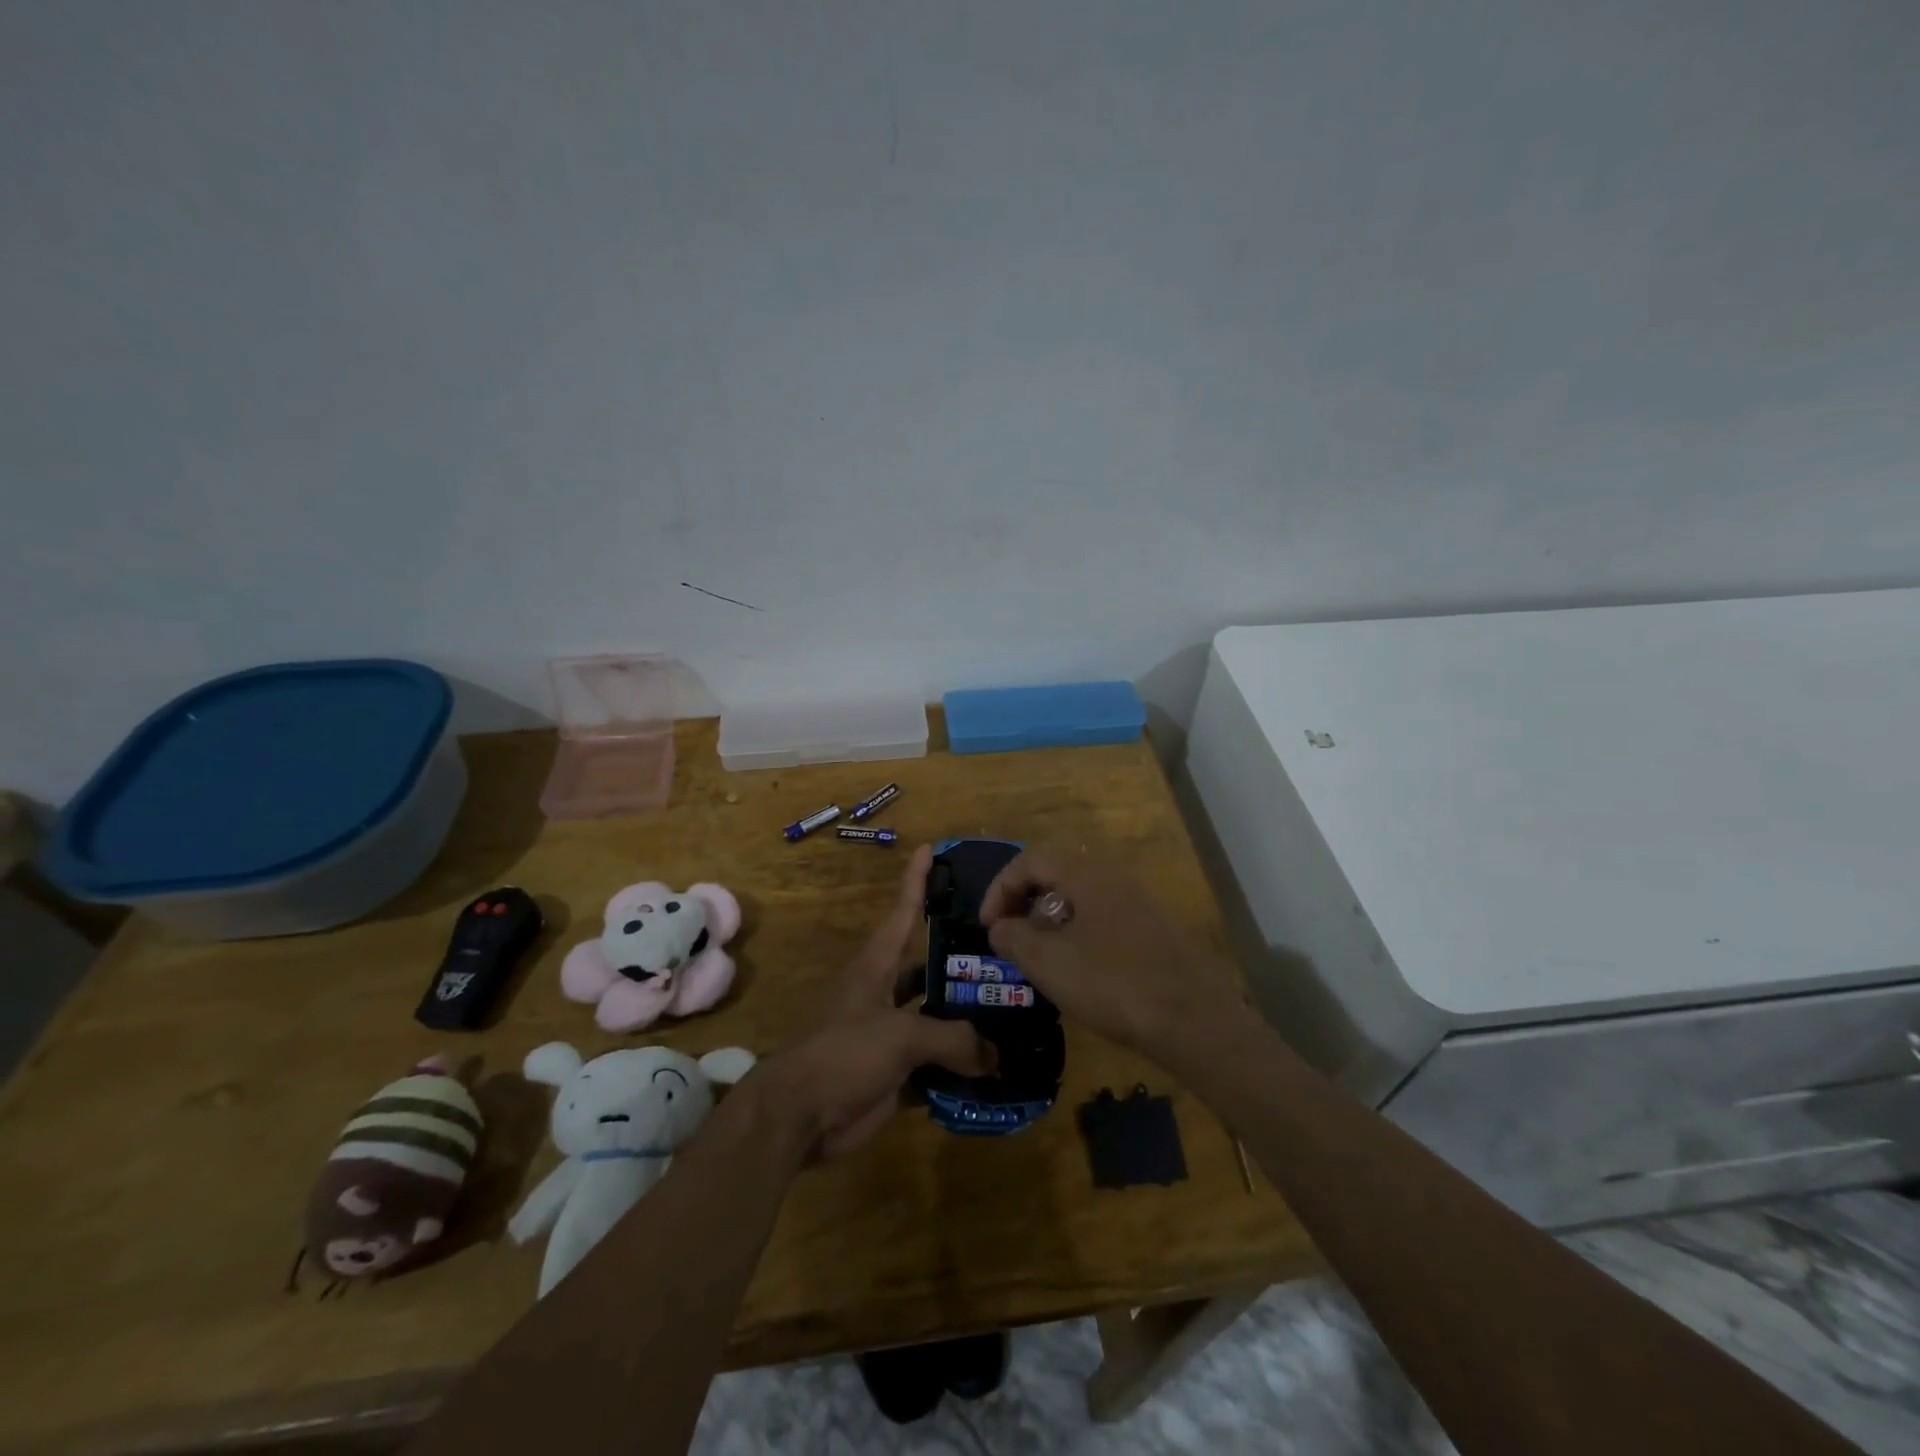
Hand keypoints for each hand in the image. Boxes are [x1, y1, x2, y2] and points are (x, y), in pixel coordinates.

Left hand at [757, 845, 995, 1160]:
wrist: (798, 1115)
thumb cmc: (843, 1053)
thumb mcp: (900, 1036)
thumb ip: (952, 1038)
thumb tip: (994, 1054)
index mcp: (877, 967)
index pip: (903, 912)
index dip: (916, 880)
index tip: (930, 848)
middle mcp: (884, 993)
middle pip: (927, 967)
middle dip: (961, 959)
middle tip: (1006, 951)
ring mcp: (888, 1033)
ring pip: (935, 1016)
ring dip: (966, 1018)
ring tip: (1013, 1012)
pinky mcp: (893, 1072)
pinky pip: (935, 1064)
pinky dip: (960, 1067)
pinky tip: (995, 1069)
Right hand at [979, 848, 1247, 1068]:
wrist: (1193, 1019)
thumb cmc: (1112, 983)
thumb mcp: (1049, 962)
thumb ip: (1014, 938)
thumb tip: (1001, 927)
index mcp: (1086, 874)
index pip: (1030, 860)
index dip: (1000, 888)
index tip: (989, 927)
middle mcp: (1113, 877)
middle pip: (1056, 875)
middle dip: (1024, 904)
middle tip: (1011, 940)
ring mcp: (1138, 903)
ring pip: (1079, 899)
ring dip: (1050, 922)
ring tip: (1040, 960)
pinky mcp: (1153, 930)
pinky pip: (1102, 919)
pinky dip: (1077, 935)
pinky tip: (1079, 973)